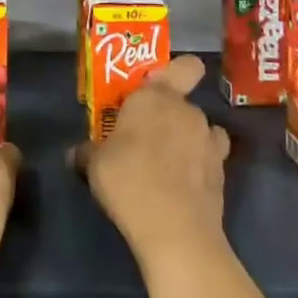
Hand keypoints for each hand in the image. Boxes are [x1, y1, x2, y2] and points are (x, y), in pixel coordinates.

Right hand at [74, 54, 229, 264]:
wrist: (175, 231)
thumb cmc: (128, 180)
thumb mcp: (94, 164)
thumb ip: (87, 152)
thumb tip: (75, 153)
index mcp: (156, 97)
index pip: (185, 66)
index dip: (177, 73)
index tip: (157, 89)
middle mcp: (188, 111)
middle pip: (182, 104)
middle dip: (167, 118)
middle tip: (144, 140)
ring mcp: (210, 142)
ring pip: (199, 131)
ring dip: (187, 141)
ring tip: (167, 165)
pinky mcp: (222, 173)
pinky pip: (209, 159)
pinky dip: (199, 168)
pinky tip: (182, 186)